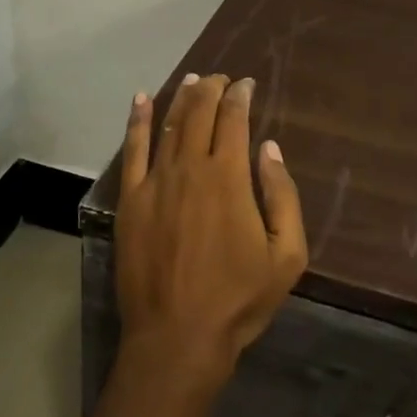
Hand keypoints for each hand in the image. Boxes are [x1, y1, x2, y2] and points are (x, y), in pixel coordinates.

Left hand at [115, 74, 307, 382]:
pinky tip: (142, 100)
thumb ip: (282, 196)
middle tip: (221, 77)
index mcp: (229, 177)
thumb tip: (269, 148)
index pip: (234, 120)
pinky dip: (138, 121)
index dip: (240, 96)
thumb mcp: (286, 255)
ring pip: (169, 125)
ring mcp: (155, 183)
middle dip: (211, 88)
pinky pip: (132, 151)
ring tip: (192, 80)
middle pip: (199, 113)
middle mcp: (190, 168)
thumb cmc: (238, 298)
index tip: (246, 84)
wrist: (176, 338)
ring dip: (182, 98)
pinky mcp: (130, 201)